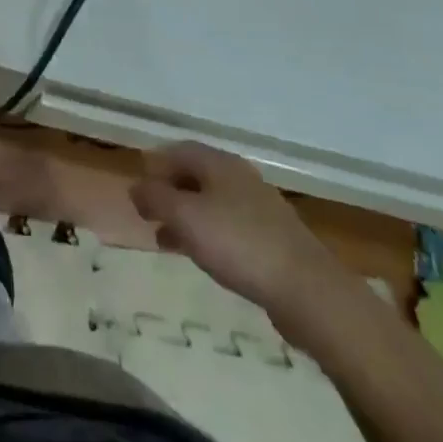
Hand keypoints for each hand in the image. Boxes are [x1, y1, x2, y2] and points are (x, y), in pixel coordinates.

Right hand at [129, 141, 341, 326]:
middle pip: (195, 175)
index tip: (137, 188)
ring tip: (165, 241)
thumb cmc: (239, 244)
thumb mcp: (185, 218)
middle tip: (147, 214)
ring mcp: (259, 208)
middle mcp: (239, 177)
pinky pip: (229, 226)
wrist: (308, 290)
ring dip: (185, 217)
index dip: (154, 165)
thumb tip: (134, 187)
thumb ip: (155, 198)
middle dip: (168, 192)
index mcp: (219, 163)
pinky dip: (207, 234)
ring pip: (211, 203)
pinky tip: (202, 257)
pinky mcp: (272, 239)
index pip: (178, 150)